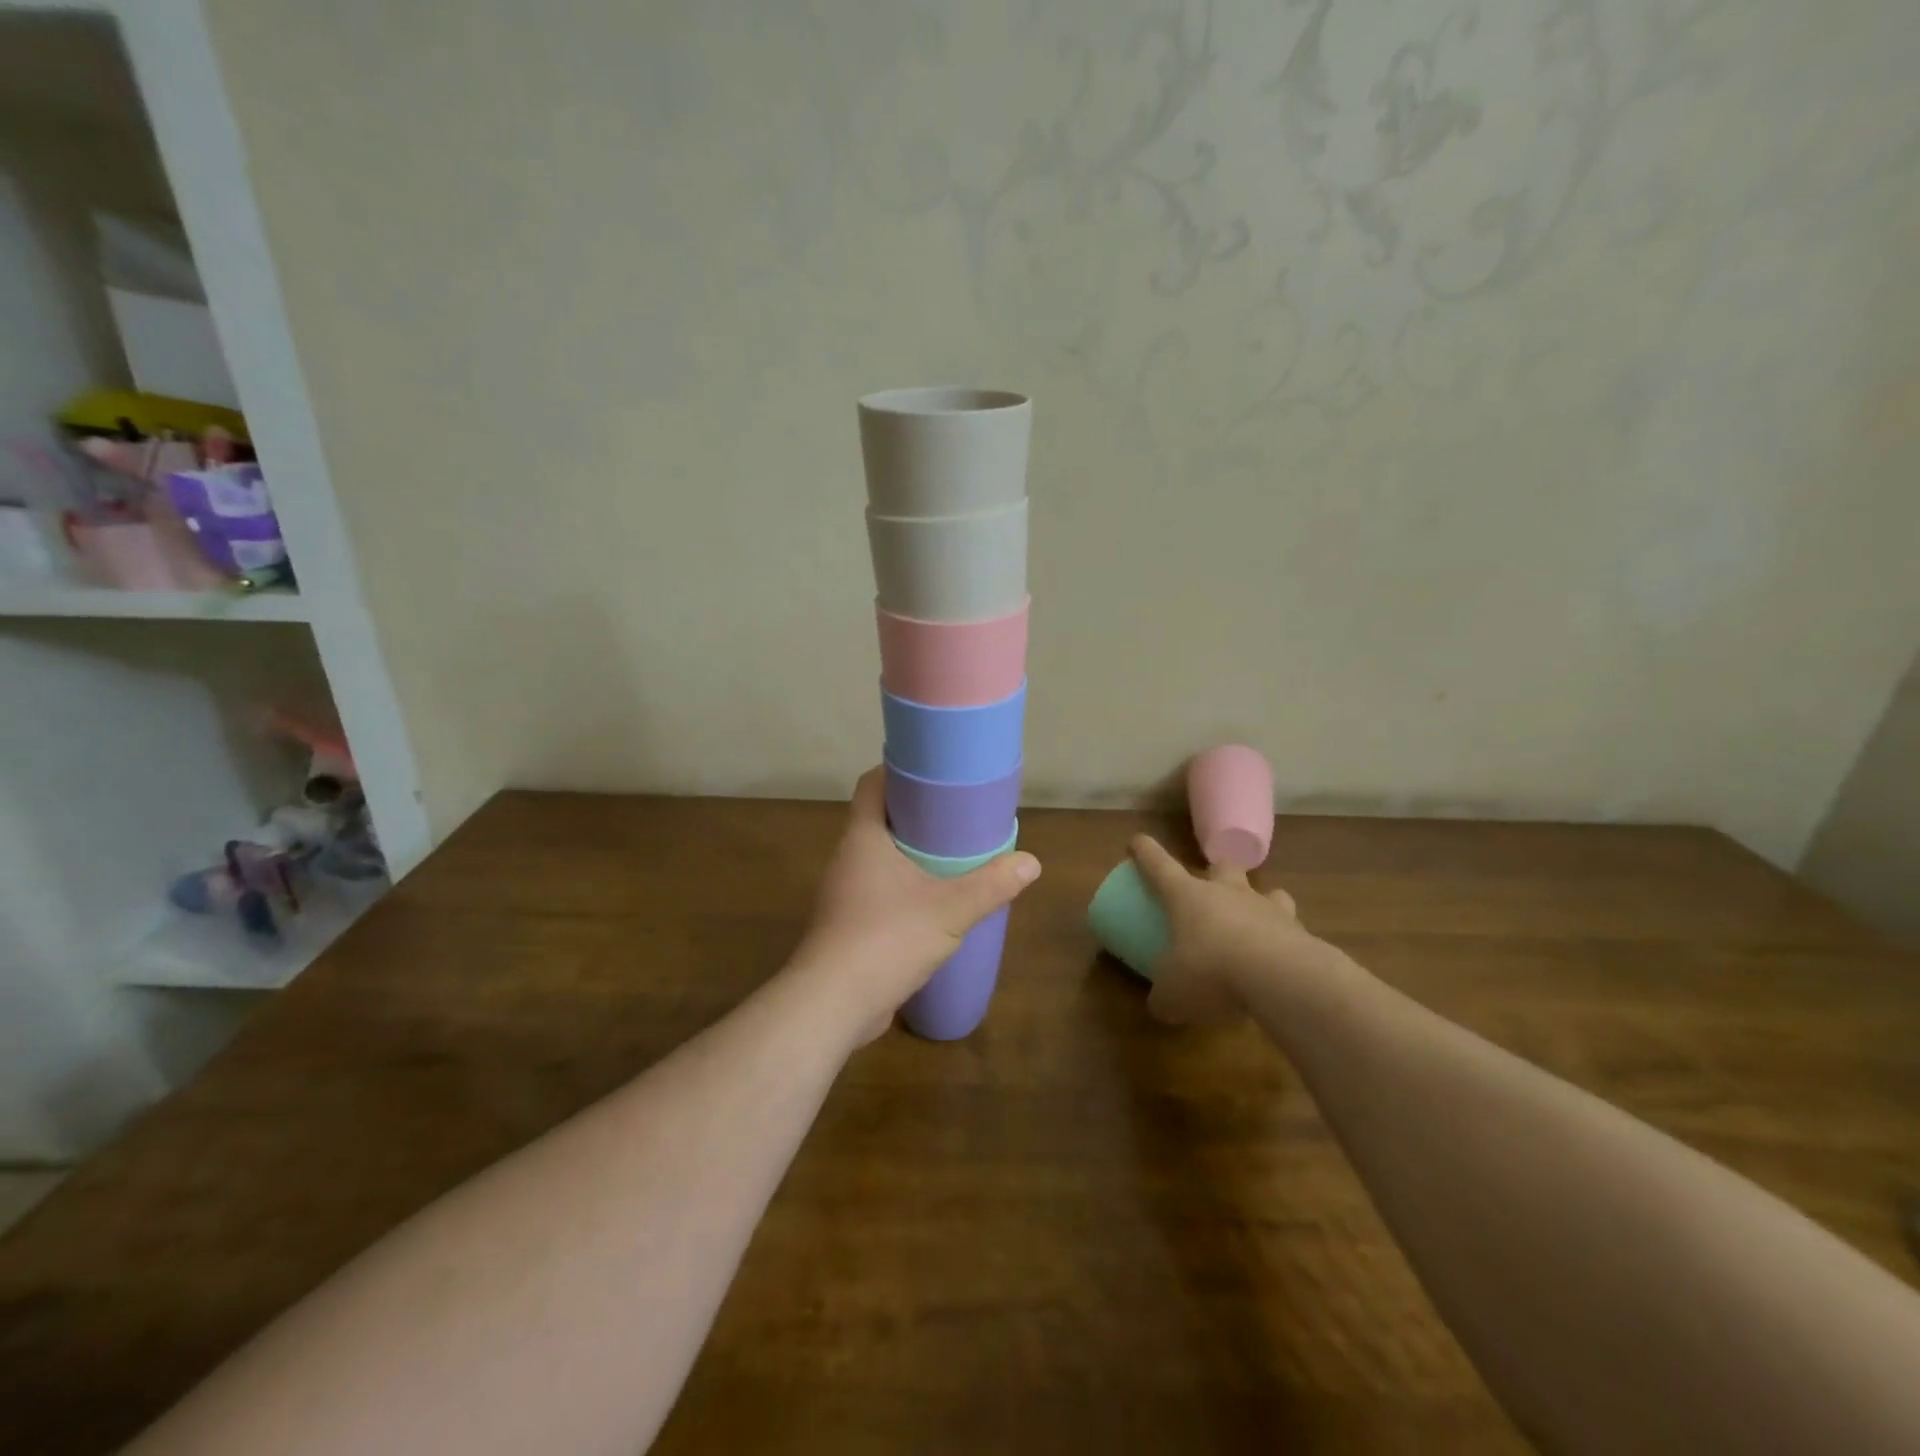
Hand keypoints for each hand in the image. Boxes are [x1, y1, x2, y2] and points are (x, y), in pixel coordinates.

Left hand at [794, 767, 1040, 1043]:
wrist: (832, 1005)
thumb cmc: (886, 939)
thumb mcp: (950, 910)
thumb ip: (991, 885)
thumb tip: (1032, 862)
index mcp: (863, 838)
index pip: (872, 784)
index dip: (899, 771)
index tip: (935, 771)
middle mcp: (848, 858)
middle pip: (880, 820)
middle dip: (917, 815)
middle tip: (957, 815)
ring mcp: (845, 894)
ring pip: (880, 858)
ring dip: (911, 855)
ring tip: (952, 857)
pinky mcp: (848, 925)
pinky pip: (879, 891)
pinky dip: (905, 888)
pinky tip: (933, 904)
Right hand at [1128, 834, 1315, 1025]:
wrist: (1281, 977)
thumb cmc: (1210, 971)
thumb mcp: (1173, 993)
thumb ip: (1163, 997)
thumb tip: (1159, 1005)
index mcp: (1187, 896)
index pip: (1158, 864)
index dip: (1144, 851)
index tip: (1137, 842)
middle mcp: (1226, 892)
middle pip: (1221, 866)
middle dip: (1215, 872)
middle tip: (1211, 889)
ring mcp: (1266, 907)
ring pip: (1265, 890)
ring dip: (1259, 901)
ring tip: (1255, 923)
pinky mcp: (1299, 930)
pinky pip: (1291, 926)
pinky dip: (1285, 938)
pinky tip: (1281, 962)